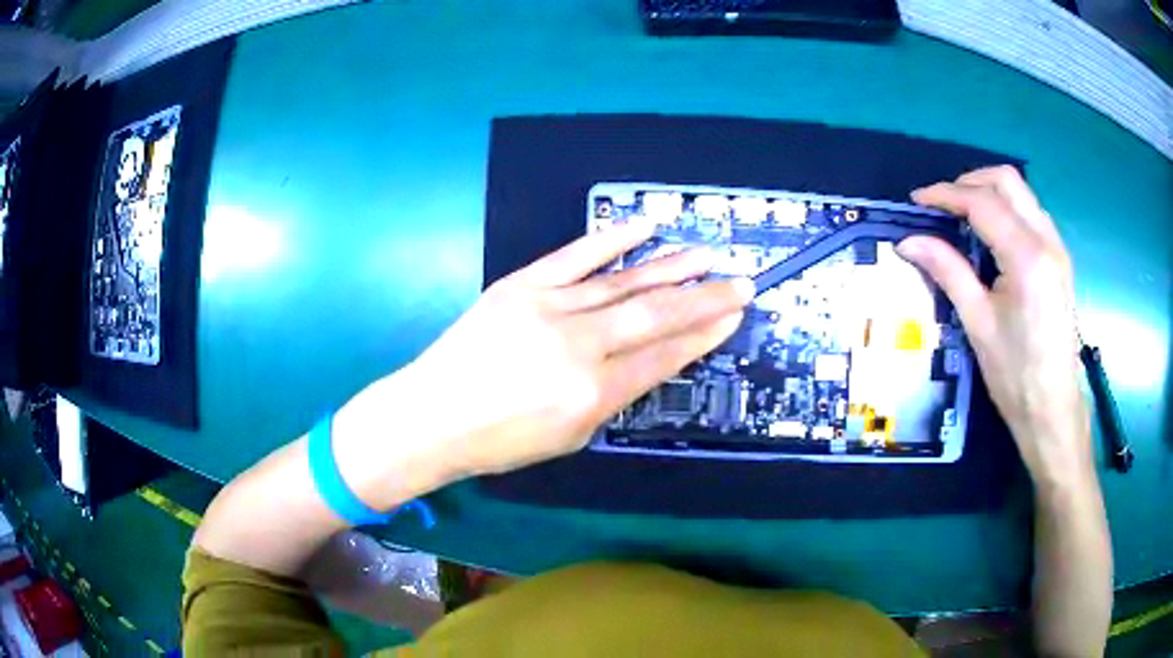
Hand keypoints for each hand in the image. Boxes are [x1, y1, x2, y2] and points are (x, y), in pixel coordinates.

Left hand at [334, 219, 752, 499]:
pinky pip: (575, 256)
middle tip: (739, 281)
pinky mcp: (521, 285)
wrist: (432, 414)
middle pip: (654, 314)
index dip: (703, 335)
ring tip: (705, 254)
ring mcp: (547, 308)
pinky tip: (644, 227)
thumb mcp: (569, 437)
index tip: (731, 316)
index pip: (663, 356)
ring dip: (670, 266)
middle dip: (704, 298)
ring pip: (622, 282)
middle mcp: (577, 345)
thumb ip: (611, 396)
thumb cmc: (499, 441)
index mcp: (592, 393)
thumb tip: (641, 360)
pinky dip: (612, 239)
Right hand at [896, 166, 1091, 487]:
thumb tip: (908, 241)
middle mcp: (1047, 241)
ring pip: (1022, 193)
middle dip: (969, 182)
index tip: (917, 200)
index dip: (946, 194)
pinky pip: (1031, 213)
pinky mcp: (1059, 260)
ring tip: (961, 215)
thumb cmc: (1015, 376)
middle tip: (942, 204)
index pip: (982, 203)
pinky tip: (991, 234)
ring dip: (989, 192)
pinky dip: (1006, 209)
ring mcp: (1057, 248)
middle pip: (1007, 181)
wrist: (1053, 412)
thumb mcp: (978, 324)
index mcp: (1027, 258)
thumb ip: (947, 271)